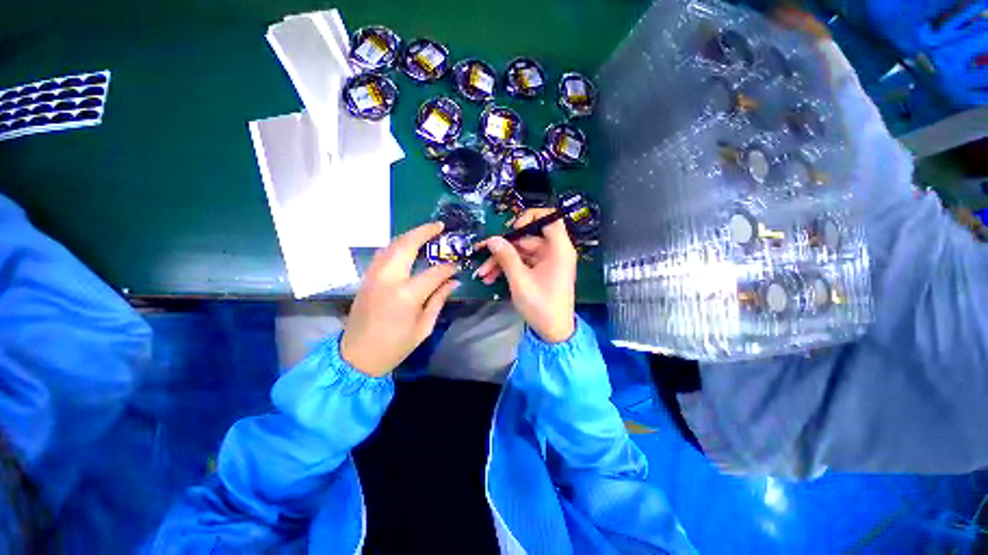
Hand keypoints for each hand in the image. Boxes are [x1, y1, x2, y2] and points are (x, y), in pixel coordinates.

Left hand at [341, 222, 458, 376]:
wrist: (356, 356)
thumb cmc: (395, 346)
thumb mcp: (424, 326)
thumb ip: (438, 300)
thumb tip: (453, 282)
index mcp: (407, 294)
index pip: (434, 272)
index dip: (448, 268)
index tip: (456, 266)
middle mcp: (389, 278)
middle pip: (407, 245)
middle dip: (424, 232)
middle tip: (439, 226)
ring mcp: (374, 275)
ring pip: (392, 245)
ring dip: (409, 235)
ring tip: (425, 232)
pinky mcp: (367, 277)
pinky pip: (383, 253)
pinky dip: (397, 245)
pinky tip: (407, 246)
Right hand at [475, 209, 576, 342]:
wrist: (553, 332)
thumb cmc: (541, 306)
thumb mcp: (520, 280)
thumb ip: (506, 257)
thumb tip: (492, 239)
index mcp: (559, 249)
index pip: (550, 218)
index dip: (531, 217)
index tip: (513, 228)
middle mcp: (555, 251)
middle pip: (528, 237)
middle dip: (503, 248)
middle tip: (483, 255)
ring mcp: (547, 261)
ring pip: (521, 252)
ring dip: (501, 261)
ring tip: (484, 273)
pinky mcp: (541, 271)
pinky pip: (523, 262)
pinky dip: (508, 268)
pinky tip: (491, 278)